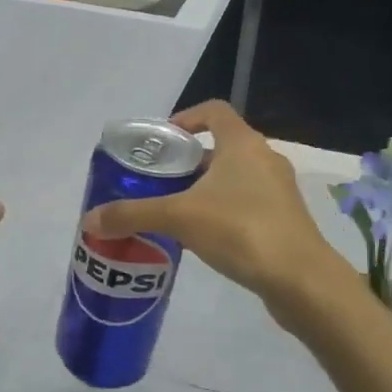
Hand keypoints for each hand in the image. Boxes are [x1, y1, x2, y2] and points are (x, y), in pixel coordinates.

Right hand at [81, 101, 344, 310]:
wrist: (301, 280)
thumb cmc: (241, 230)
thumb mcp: (179, 218)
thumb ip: (133, 214)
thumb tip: (89, 220)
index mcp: (243, 143)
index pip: (214, 111)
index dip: (186, 118)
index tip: (162, 140)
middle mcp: (264, 159)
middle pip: (221, 147)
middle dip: (188, 162)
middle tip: (158, 182)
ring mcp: (278, 191)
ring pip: (234, 178)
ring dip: (205, 189)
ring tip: (174, 212)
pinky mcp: (285, 220)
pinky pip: (247, 204)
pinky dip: (223, 212)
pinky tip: (203, 239)